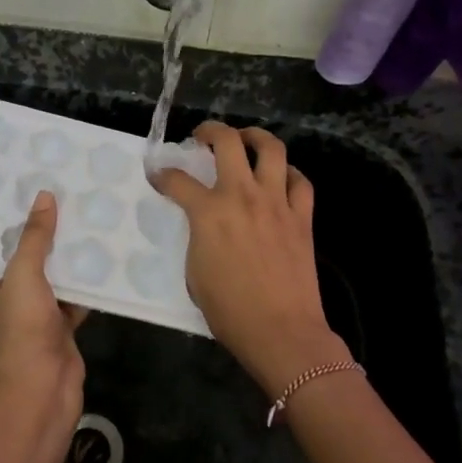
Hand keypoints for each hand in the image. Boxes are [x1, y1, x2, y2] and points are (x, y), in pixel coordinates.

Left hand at [0, 191, 86, 432]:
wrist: (44, 387)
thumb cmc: (22, 328)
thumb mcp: (23, 274)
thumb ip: (34, 237)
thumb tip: (44, 197)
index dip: (6, 219)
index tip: (23, 189)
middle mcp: (5, 296)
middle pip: (25, 257)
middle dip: (43, 233)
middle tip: (62, 196)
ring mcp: (33, 312)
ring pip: (52, 275)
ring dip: (67, 256)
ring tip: (85, 218)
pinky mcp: (59, 325)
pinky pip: (73, 295)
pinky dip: (85, 282)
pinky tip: (102, 256)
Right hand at [153, 123, 349, 398]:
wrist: (280, 331)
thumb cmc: (229, 310)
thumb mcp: (194, 272)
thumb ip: (196, 237)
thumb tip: (202, 224)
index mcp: (209, 213)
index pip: (178, 180)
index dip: (163, 175)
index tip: (159, 176)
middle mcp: (242, 196)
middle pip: (228, 142)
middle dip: (211, 130)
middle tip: (203, 136)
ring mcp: (276, 202)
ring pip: (271, 149)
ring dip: (255, 136)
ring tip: (246, 139)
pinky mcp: (302, 216)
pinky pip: (299, 181)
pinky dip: (288, 173)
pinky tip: (280, 177)